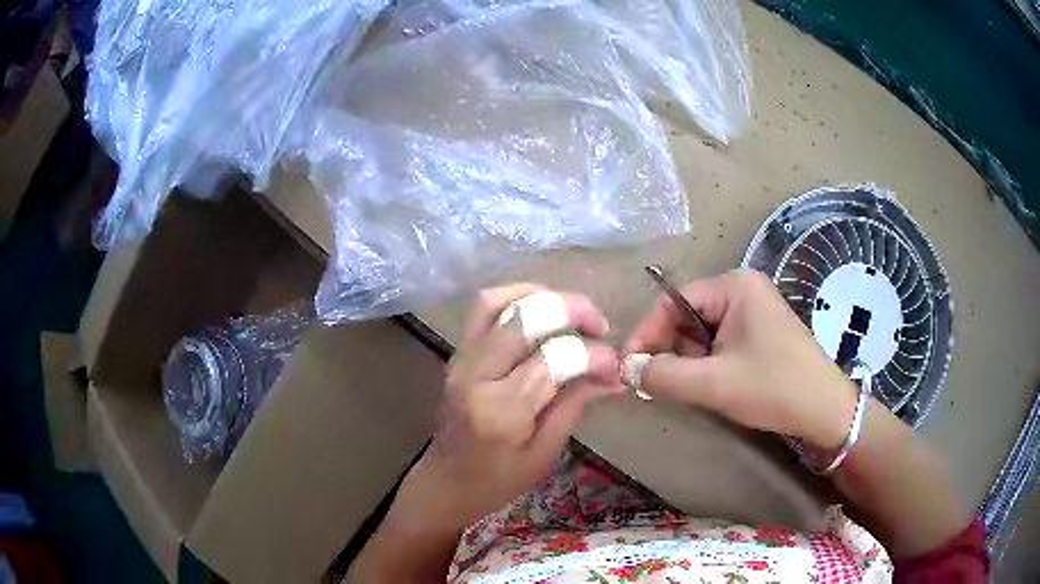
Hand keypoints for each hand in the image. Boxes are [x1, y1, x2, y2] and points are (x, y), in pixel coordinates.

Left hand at [399, 284, 622, 533]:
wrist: (444, 483)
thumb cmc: (497, 482)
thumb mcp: (544, 454)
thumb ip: (574, 406)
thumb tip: (612, 373)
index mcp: (501, 412)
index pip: (554, 360)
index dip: (594, 355)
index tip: (615, 365)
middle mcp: (476, 376)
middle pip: (524, 318)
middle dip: (571, 309)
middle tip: (599, 325)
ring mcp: (461, 360)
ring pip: (497, 301)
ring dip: (540, 294)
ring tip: (570, 311)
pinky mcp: (457, 354)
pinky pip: (483, 310)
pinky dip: (516, 299)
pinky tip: (542, 313)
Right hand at [625, 270, 856, 449]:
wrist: (825, 410)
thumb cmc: (774, 388)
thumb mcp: (714, 384)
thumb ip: (664, 375)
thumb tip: (625, 369)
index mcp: (734, 286)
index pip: (673, 302)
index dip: (647, 334)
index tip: (629, 368)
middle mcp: (742, 290)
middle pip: (687, 316)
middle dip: (672, 351)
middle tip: (660, 386)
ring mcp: (754, 311)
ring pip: (702, 333)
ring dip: (690, 362)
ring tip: (694, 390)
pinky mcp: (760, 333)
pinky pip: (720, 343)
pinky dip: (708, 365)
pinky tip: (713, 386)